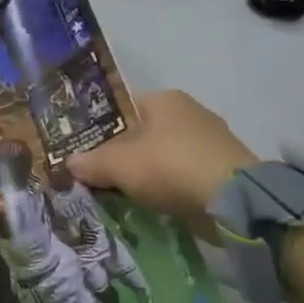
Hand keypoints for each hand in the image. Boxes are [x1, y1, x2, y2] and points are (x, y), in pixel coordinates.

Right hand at [68, 90, 256, 226]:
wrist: (233, 202)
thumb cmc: (169, 167)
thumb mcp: (118, 165)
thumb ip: (91, 162)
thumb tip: (71, 162)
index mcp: (164, 99)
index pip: (122, 109)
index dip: (101, 130)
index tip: (85, 152)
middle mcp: (189, 112)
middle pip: (142, 134)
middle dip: (122, 155)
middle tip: (99, 176)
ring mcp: (210, 141)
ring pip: (163, 156)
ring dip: (146, 173)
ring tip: (122, 193)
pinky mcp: (223, 169)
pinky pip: (183, 175)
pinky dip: (168, 187)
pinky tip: (153, 203)